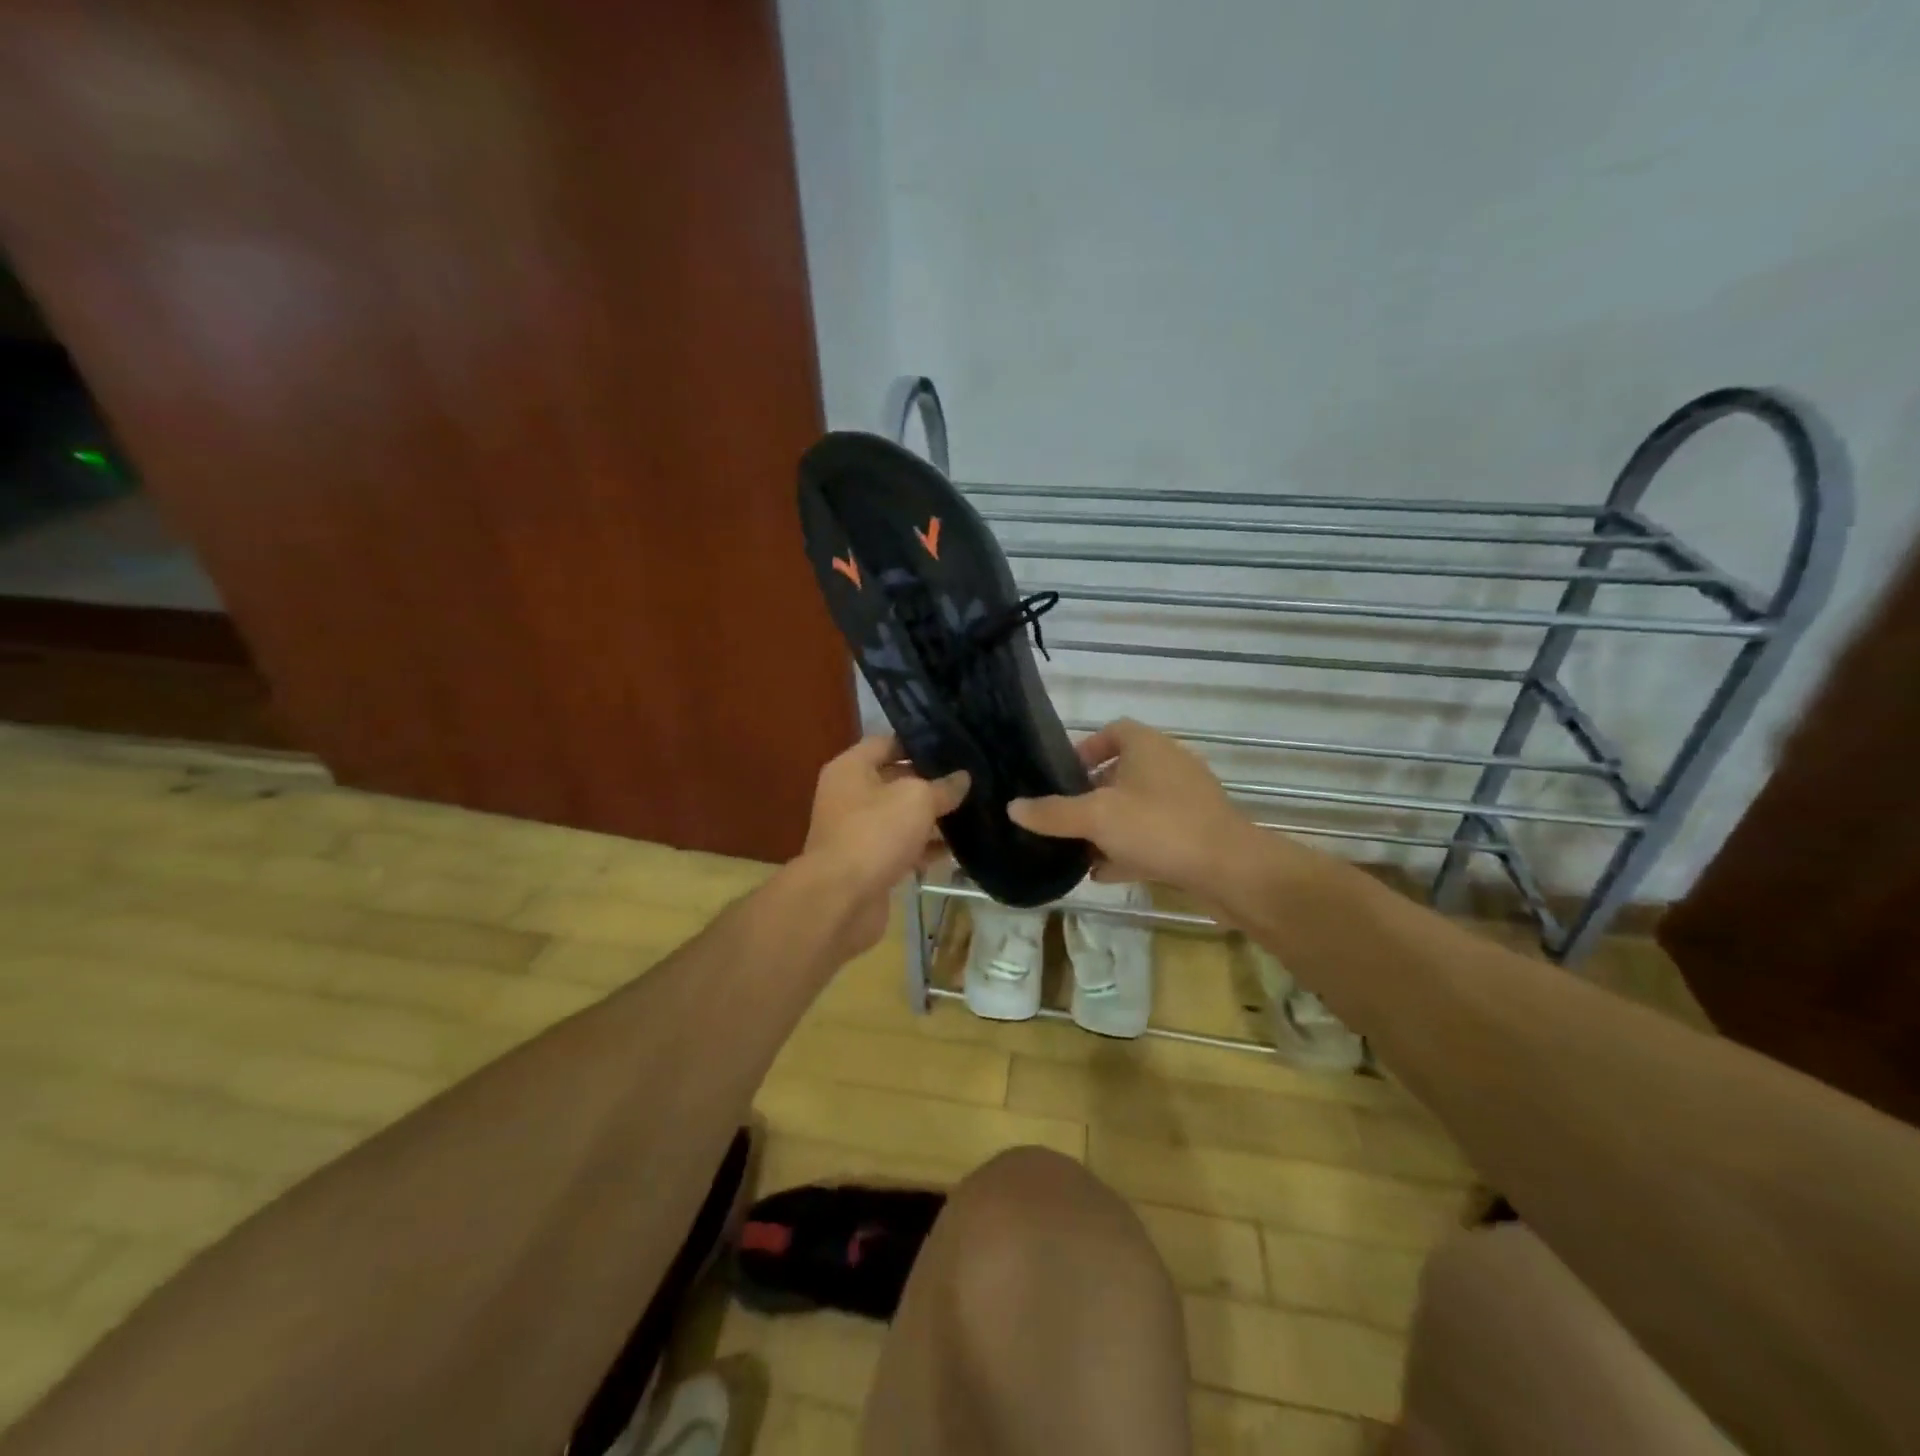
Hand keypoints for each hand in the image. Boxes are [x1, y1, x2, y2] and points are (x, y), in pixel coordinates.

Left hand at [795, 734, 970, 959]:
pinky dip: (926, 848)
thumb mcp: (917, 799)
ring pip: (901, 816)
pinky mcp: (870, 863)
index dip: (919, 742)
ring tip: (973, 809)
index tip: (954, 745)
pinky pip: (903, 847)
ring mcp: (858, 831)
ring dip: (932, 817)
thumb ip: (943, 786)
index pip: (887, 742)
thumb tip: (962, 778)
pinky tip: (958, 848)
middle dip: (931, 780)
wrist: (841, 900)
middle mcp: (850, 795)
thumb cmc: (875, 833)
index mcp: (851, 768)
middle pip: (895, 779)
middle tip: (971, 777)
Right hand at [1009, 718, 1285, 896]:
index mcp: (1148, 747)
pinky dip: (1129, 850)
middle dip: (1091, 795)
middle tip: (1063, 816)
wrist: (1232, 871)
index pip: (1114, 731)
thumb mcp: (1096, 817)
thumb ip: (1053, 813)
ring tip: (1077, 848)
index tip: (1063, 775)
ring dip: (1108, 826)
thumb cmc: (1160, 828)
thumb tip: (1013, 807)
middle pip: (1122, 772)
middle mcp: (1169, 767)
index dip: (1086, 748)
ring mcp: (1186, 802)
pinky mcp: (1196, 835)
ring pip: (1137, 808)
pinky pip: (1154, 836)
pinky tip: (1105, 873)